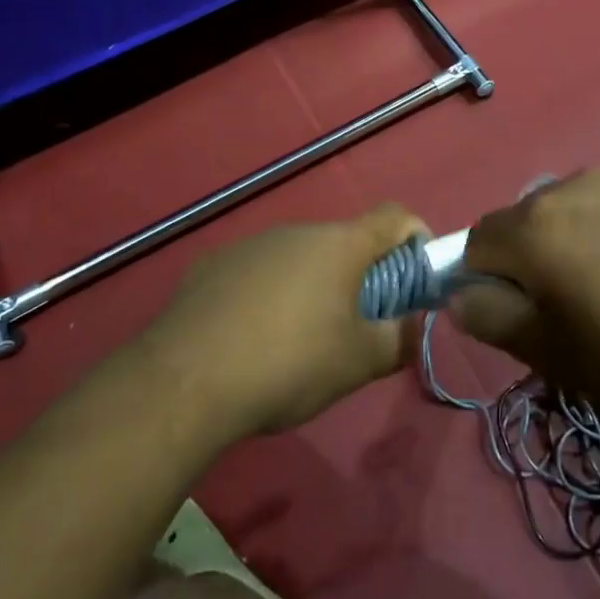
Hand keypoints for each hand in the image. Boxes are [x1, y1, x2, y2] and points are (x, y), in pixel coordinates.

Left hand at [145, 205, 427, 436]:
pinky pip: (257, 271)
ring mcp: (251, 244)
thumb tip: (415, 326)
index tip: (415, 273)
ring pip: (298, 257)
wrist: (184, 381)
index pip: (394, 216)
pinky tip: (249, 338)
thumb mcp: (357, 363)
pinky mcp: (212, 264)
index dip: (414, 237)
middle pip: (344, 241)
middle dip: (360, 274)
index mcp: (340, 245)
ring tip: (298, 339)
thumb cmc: (288, 364)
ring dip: (312, 285)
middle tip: (356, 324)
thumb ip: (399, 340)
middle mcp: (297, 231)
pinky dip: (267, 293)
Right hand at [451, 168, 599, 427]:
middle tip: (580, 308)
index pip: (478, 241)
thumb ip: (495, 320)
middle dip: (538, 258)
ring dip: (585, 238)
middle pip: (529, 219)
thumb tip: (462, 294)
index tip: (523, 315)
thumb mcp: (559, 359)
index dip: (489, 280)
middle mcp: (573, 185)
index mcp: (536, 229)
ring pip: (580, 205)